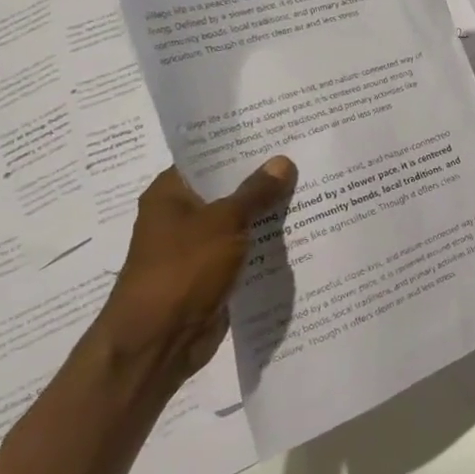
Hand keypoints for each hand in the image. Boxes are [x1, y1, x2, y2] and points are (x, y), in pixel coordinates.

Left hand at [94, 158, 296, 385]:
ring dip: (270, 212)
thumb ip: (255, 192)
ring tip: (315, 188)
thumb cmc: (182, 271)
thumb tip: (283, 161)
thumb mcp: (223, 223)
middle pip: (229, 188)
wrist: (158, 342)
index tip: (280, 131)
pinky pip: (247, 249)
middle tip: (307, 157)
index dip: (243, 145)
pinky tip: (304, 230)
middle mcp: (182, 216)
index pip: (209, 157)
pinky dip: (268, 243)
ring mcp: (199, 247)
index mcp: (171, 194)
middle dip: (265, 178)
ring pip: (242, 220)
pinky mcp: (215, 273)